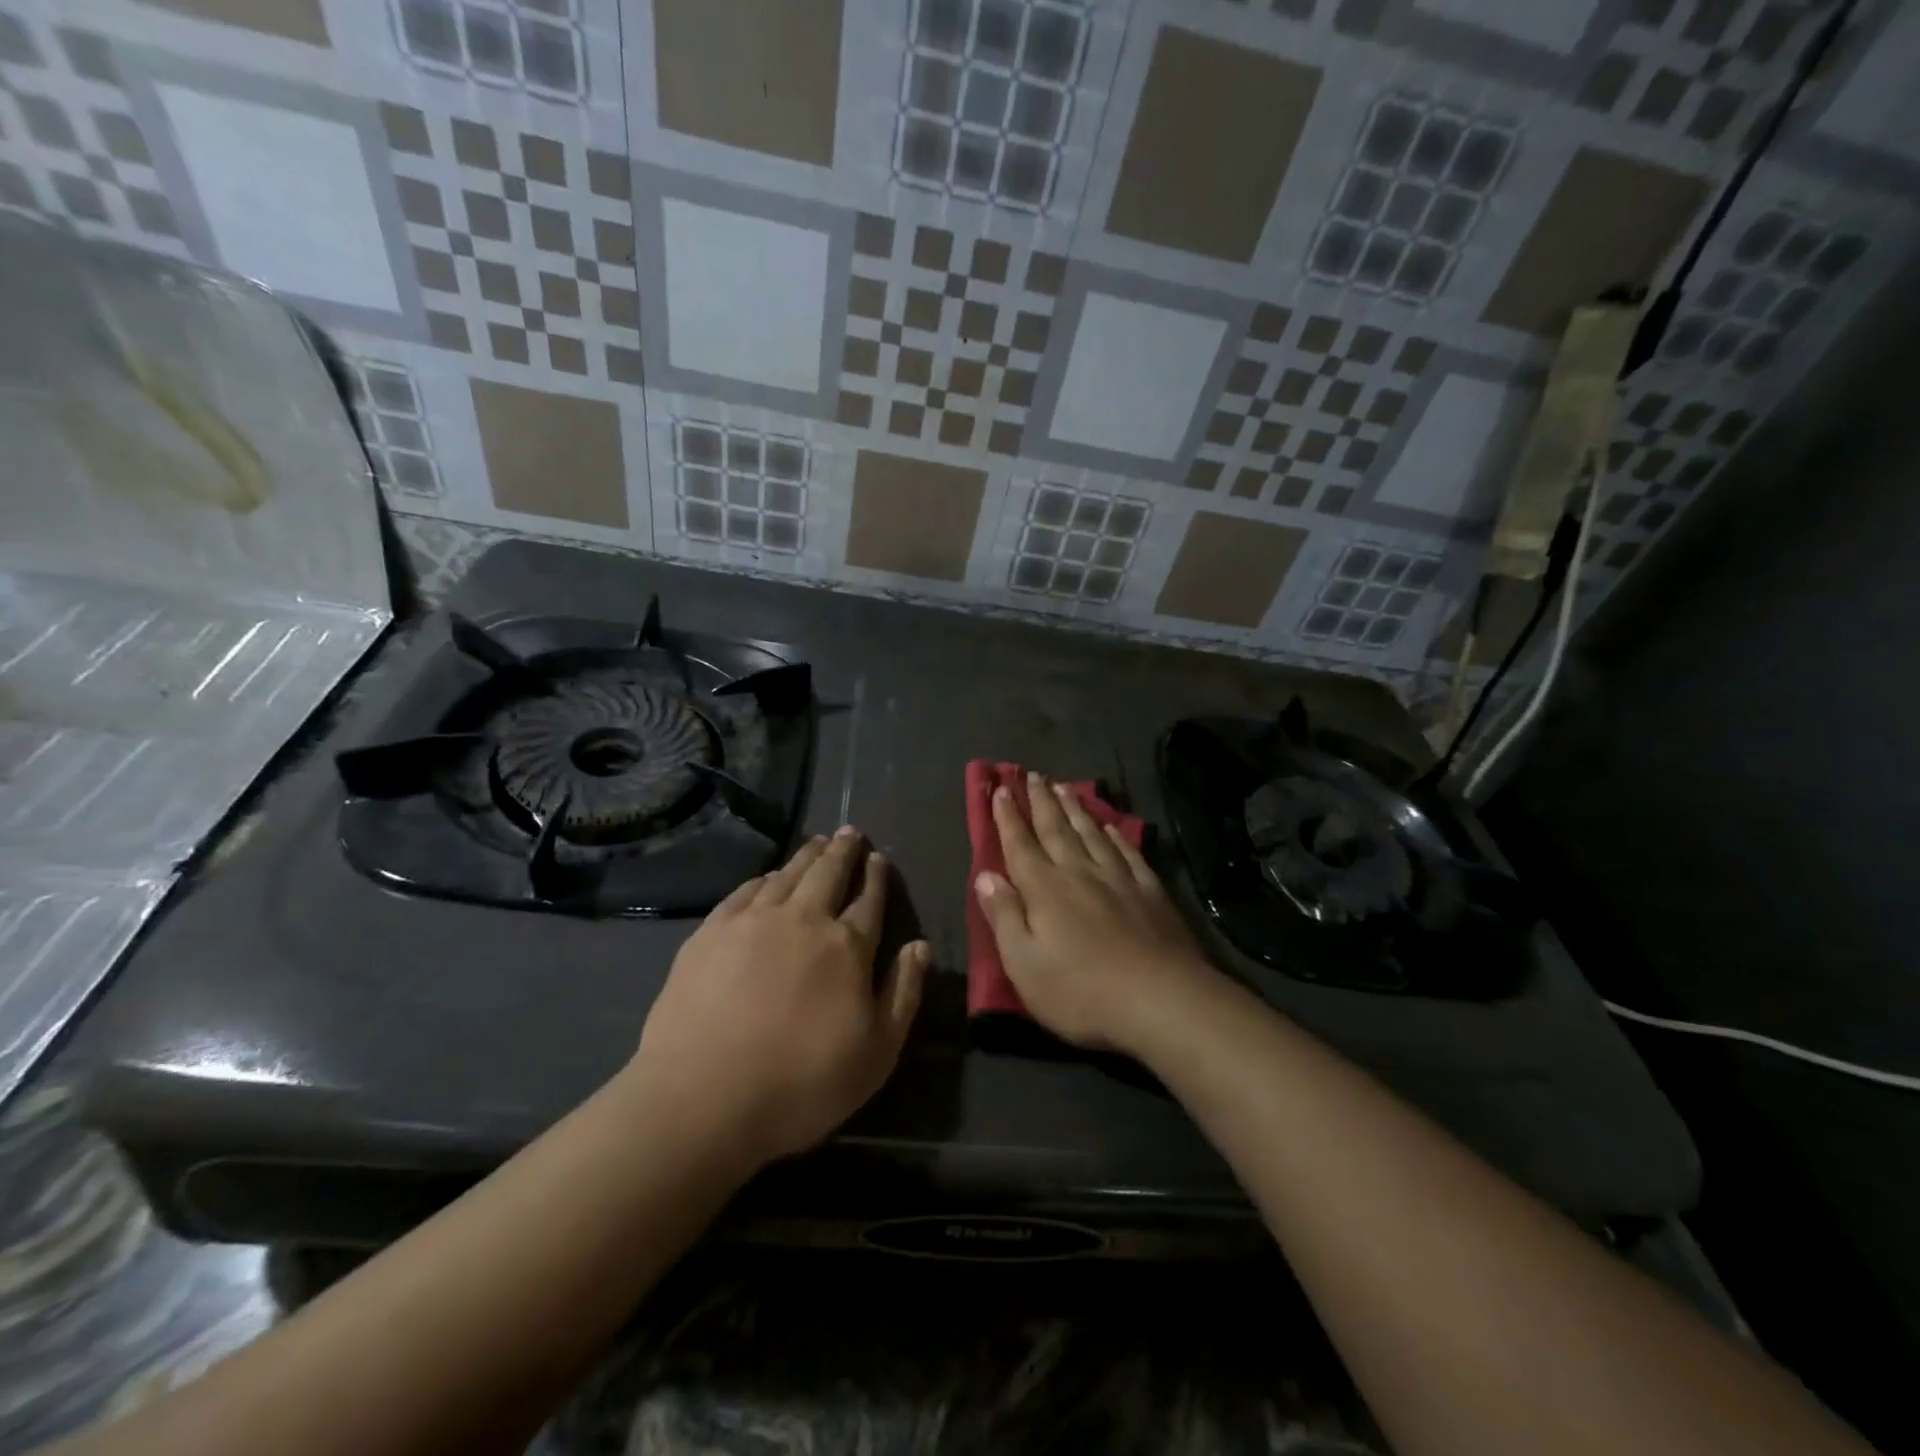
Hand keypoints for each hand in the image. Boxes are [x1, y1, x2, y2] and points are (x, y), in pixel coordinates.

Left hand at [626, 829, 927, 1170]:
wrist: (703, 1096)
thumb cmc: (801, 1083)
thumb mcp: (876, 1053)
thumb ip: (903, 994)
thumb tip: (920, 946)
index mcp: (847, 946)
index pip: (869, 900)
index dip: (877, 878)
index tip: (879, 858)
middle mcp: (804, 920)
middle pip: (829, 873)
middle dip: (844, 850)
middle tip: (850, 831)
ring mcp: (754, 921)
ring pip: (788, 874)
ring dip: (807, 855)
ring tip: (817, 841)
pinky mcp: (712, 931)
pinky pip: (746, 890)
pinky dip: (764, 878)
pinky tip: (768, 876)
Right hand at [974, 774, 1213, 1053]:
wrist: (1162, 1000)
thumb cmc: (1082, 991)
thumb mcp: (1024, 964)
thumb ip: (1004, 916)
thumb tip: (985, 876)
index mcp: (1044, 889)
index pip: (1020, 844)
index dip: (1008, 817)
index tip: (1002, 789)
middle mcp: (1079, 872)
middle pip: (1056, 829)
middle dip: (1041, 801)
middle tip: (1033, 774)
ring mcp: (1118, 879)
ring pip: (1091, 833)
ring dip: (1075, 809)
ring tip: (1065, 787)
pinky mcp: (1150, 891)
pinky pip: (1127, 852)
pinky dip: (1115, 835)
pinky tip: (1110, 826)